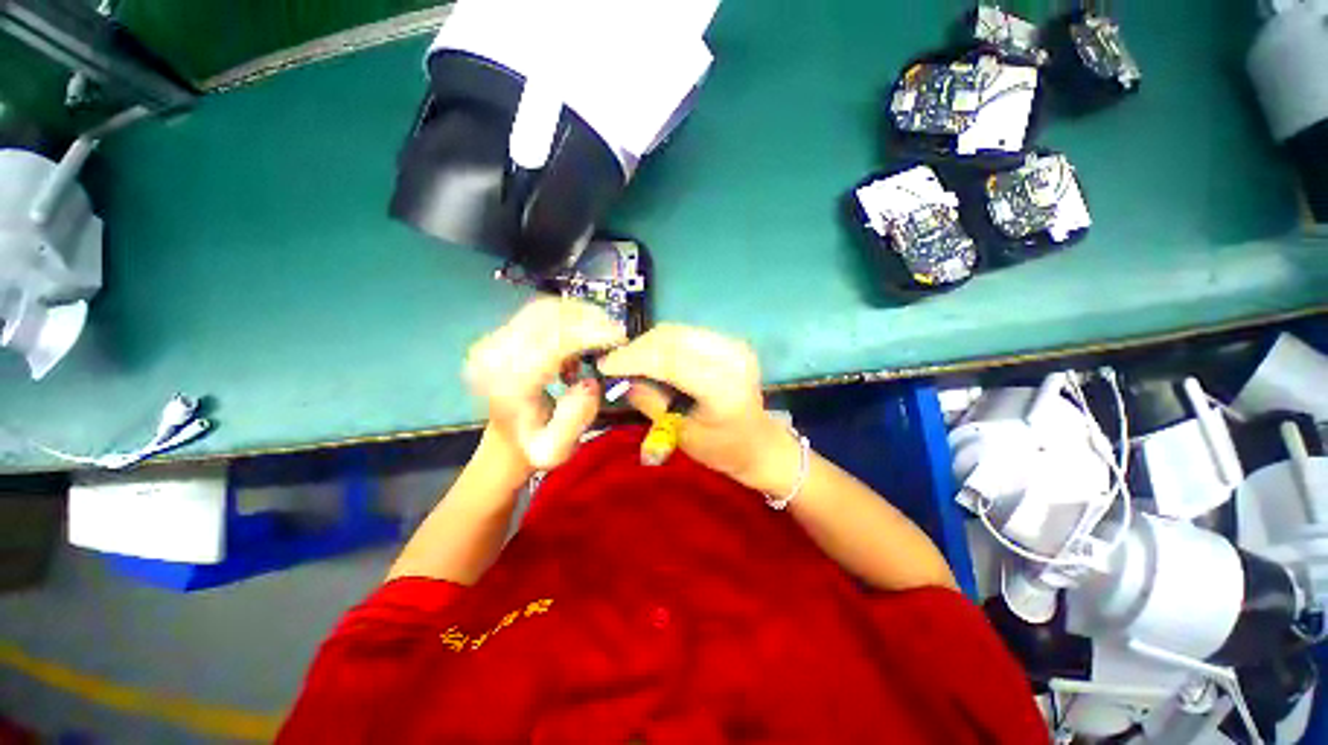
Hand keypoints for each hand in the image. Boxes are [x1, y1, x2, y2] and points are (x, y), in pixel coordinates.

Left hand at [466, 298, 625, 470]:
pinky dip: (567, 316)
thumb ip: (574, 419)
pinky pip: (540, 311)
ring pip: (545, 308)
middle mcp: (493, 354)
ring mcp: (493, 340)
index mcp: (507, 383)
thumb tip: (589, 381)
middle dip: (588, 319)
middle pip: (548, 317)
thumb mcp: (556, 449)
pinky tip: (579, 336)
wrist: (506, 438)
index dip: (589, 333)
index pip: (552, 342)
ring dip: (579, 316)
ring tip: (599, 336)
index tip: (619, 336)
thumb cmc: (534, 446)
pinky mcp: (500, 333)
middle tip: (615, 334)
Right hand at [598, 324, 800, 493]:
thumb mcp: (679, 433)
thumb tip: (621, 379)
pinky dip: (664, 342)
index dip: (633, 358)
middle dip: (638, 347)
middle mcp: (732, 358)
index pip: (670, 361)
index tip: (604, 364)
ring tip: (629, 359)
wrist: (759, 443)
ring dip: (649, 342)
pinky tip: (651, 356)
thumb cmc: (721, 449)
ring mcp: (734, 345)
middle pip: (673, 338)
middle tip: (614, 362)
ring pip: (678, 331)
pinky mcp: (730, 341)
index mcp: (723, 388)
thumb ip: (650, 401)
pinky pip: (687, 333)